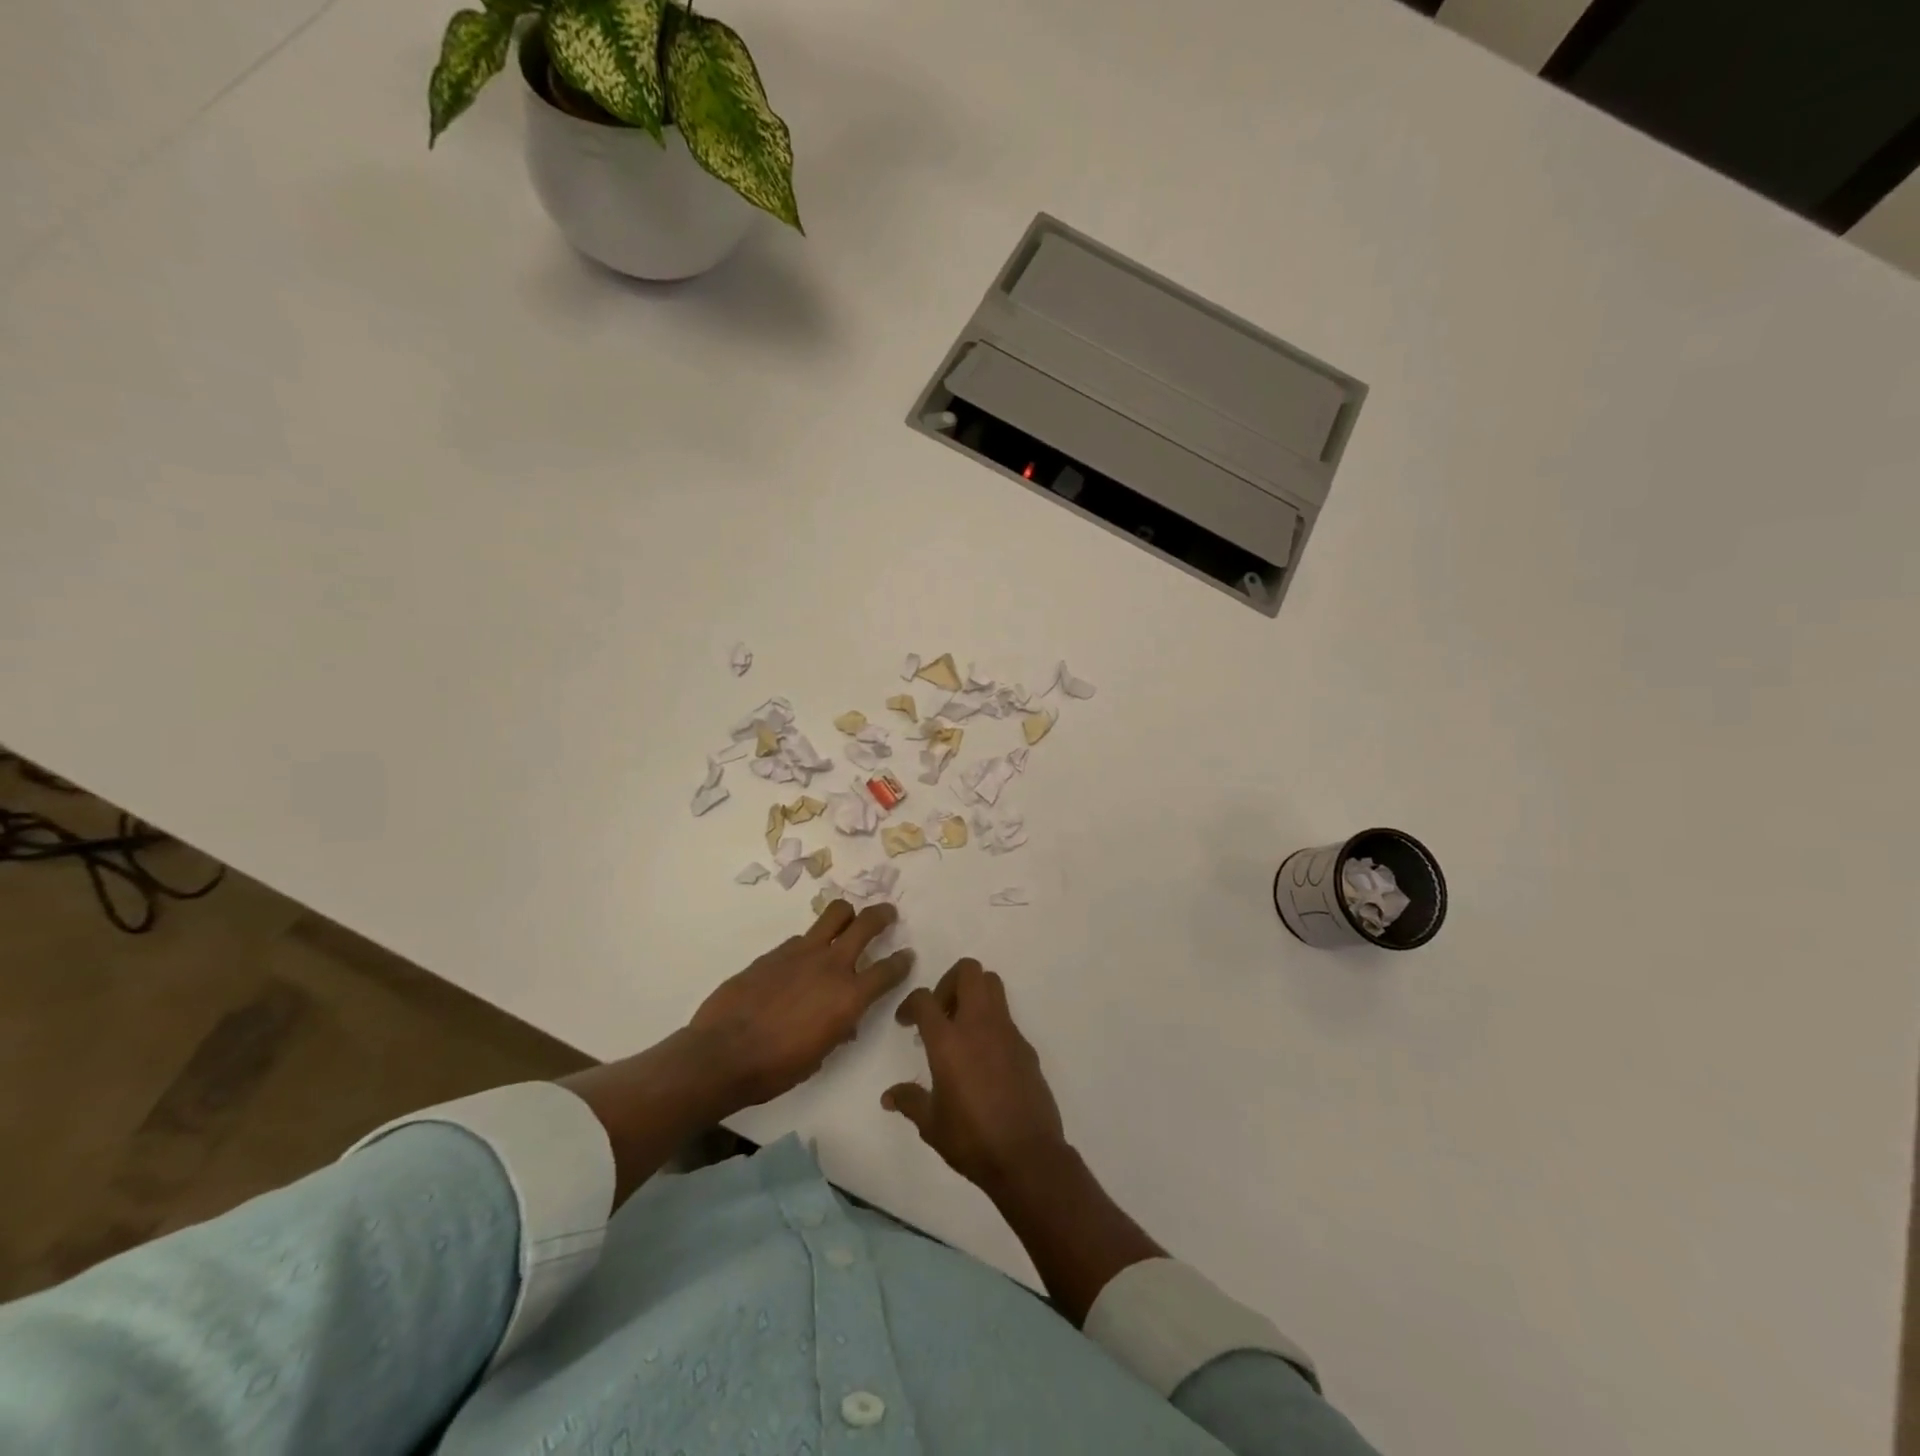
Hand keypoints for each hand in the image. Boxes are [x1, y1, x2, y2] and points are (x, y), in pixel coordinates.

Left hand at [690, 900, 912, 1107]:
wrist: (722, 1054)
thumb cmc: (775, 1068)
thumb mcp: (819, 1055)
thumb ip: (837, 1029)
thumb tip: (844, 1021)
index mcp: (849, 997)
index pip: (888, 970)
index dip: (901, 962)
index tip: (907, 955)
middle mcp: (831, 966)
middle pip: (866, 923)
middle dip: (882, 915)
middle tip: (888, 914)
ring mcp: (801, 953)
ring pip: (834, 914)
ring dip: (847, 914)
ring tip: (848, 919)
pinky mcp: (774, 952)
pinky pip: (801, 938)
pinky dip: (809, 944)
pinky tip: (800, 961)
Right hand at [882, 958, 1067, 1192]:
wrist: (1027, 1156)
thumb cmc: (972, 1140)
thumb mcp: (931, 1125)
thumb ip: (910, 1101)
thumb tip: (889, 1096)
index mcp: (948, 1041)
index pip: (925, 998)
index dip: (911, 1003)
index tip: (906, 1022)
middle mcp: (979, 1025)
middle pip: (968, 971)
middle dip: (949, 981)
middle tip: (940, 1012)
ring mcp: (1007, 1032)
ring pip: (992, 985)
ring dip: (974, 994)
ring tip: (961, 1028)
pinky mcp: (1026, 1046)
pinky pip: (1006, 1018)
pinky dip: (991, 1024)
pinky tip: (984, 1058)